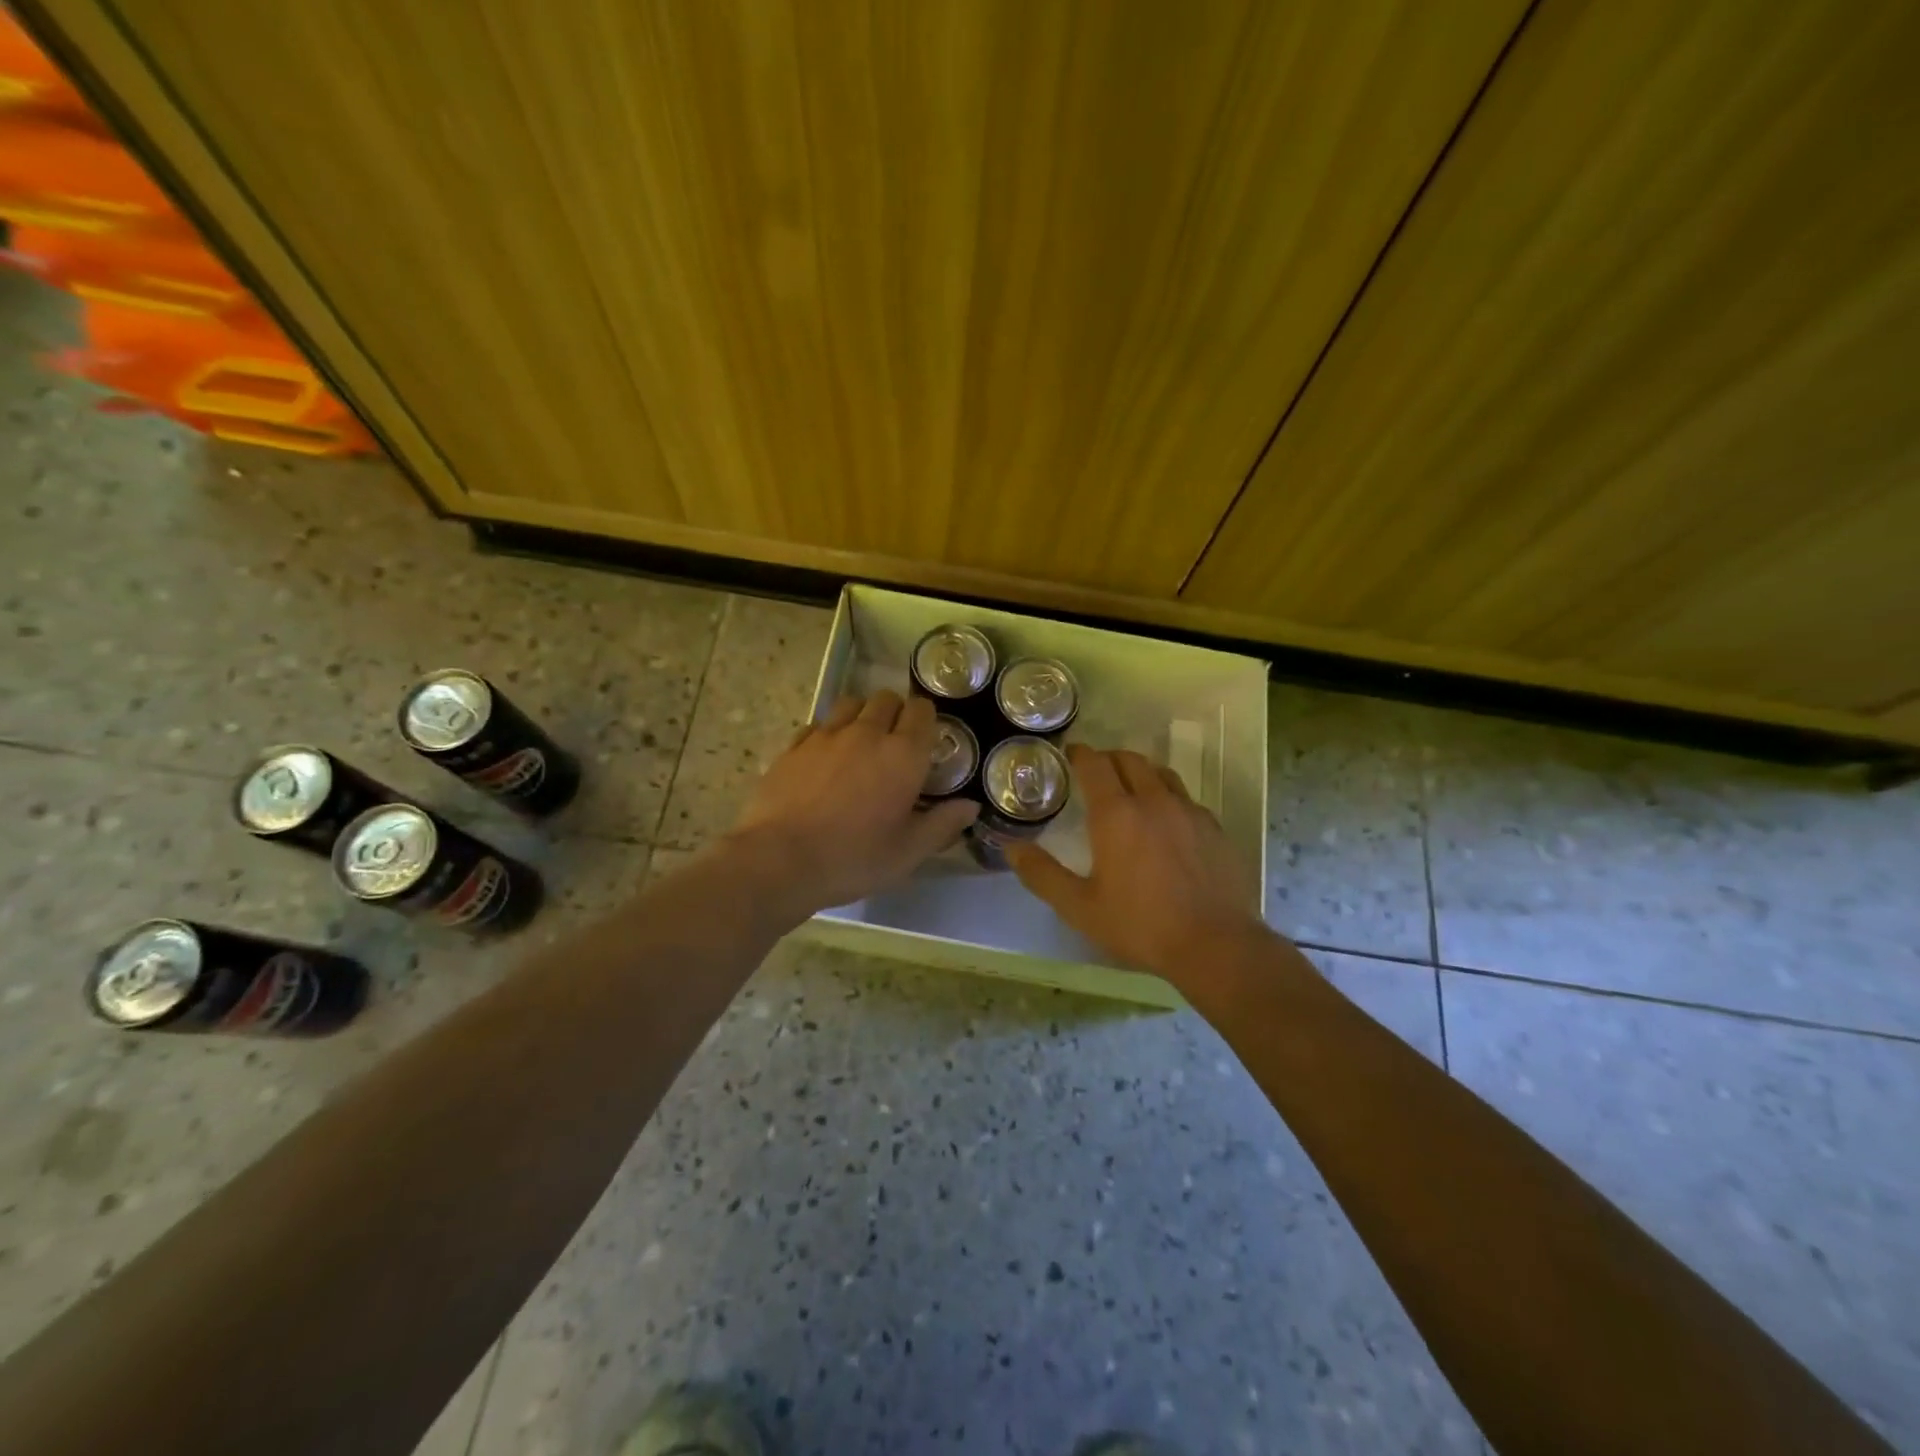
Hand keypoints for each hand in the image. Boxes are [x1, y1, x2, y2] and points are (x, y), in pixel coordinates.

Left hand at [724, 690, 978, 919]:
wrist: (780, 860)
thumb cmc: (854, 858)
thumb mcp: (908, 851)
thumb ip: (943, 824)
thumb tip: (970, 806)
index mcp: (902, 754)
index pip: (922, 711)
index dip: (926, 719)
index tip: (926, 738)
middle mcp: (866, 733)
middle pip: (886, 699)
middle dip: (895, 712)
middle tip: (894, 742)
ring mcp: (826, 736)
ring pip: (850, 704)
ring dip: (861, 715)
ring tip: (860, 743)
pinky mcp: (794, 746)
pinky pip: (818, 725)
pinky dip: (828, 733)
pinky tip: (825, 758)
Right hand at [1009, 745, 1265, 981]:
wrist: (1215, 945)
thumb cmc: (1140, 925)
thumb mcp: (1079, 907)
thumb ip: (1042, 874)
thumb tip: (1011, 848)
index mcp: (1116, 814)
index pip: (1095, 764)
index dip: (1080, 754)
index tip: (1069, 754)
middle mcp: (1153, 801)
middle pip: (1130, 760)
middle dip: (1109, 758)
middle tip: (1096, 770)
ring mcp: (1189, 812)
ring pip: (1162, 774)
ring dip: (1141, 772)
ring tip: (1131, 789)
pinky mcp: (1214, 828)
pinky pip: (1186, 799)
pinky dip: (1168, 798)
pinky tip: (1167, 823)